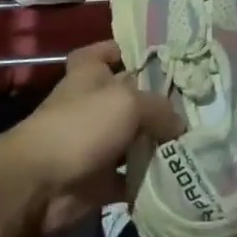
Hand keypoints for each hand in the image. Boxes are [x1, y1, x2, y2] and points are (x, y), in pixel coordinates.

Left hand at [0, 41, 182, 236]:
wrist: (40, 185)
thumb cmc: (80, 127)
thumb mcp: (127, 102)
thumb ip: (159, 107)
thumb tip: (179, 124)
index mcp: (89, 74)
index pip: (103, 52)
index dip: (124, 50)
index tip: (157, 57)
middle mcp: (91, 105)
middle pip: (129, 98)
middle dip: (158, 102)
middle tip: (197, 106)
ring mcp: (95, 144)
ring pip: (134, 139)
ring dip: (158, 144)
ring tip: (197, 142)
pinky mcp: (99, 180)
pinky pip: (132, 178)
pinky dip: (150, 180)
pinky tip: (180, 177)